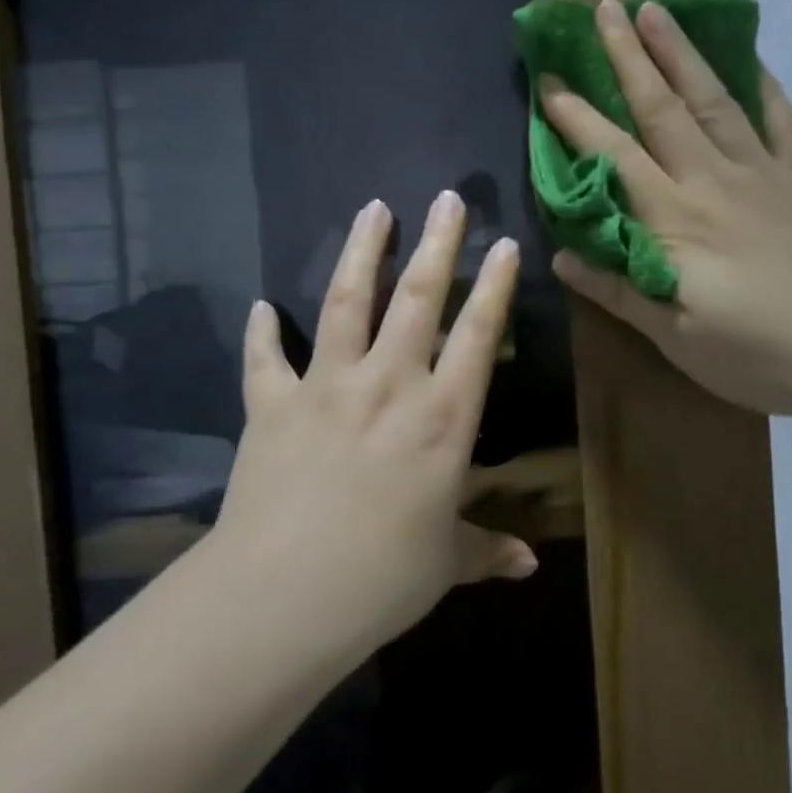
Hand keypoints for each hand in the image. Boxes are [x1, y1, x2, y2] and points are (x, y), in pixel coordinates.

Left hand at [213, 192, 534, 648]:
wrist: (284, 595)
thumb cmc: (383, 579)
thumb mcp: (447, 564)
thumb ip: (488, 550)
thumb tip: (530, 565)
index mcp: (443, 419)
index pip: (478, 336)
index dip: (494, 287)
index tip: (504, 243)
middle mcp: (389, 386)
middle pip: (417, 298)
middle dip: (437, 243)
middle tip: (446, 197)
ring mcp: (326, 388)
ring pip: (346, 303)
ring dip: (361, 252)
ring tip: (374, 208)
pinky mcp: (272, 405)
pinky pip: (265, 359)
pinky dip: (262, 331)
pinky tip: (261, 306)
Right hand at [540, 0, 791, 426]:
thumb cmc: (758, 354)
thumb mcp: (676, 338)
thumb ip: (619, 291)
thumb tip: (562, 257)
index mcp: (675, 221)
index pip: (614, 156)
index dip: (579, 118)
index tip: (551, 81)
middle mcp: (714, 182)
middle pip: (663, 109)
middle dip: (628, 57)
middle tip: (604, 7)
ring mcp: (764, 176)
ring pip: (715, 102)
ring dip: (682, 54)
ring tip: (659, 10)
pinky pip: (783, 125)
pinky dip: (767, 91)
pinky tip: (755, 65)